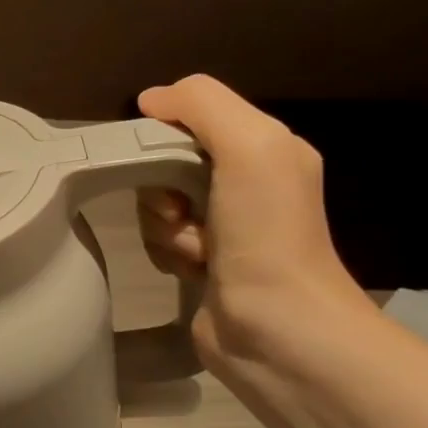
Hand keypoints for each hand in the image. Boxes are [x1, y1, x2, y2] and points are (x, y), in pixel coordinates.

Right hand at [135, 75, 371, 367]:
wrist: (278, 328)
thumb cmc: (267, 233)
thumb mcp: (250, 146)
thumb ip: (202, 105)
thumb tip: (149, 99)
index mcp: (266, 148)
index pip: (192, 118)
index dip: (165, 134)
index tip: (159, 159)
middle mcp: (245, 183)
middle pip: (166, 162)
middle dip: (161, 186)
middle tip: (179, 210)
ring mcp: (223, 227)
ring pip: (157, 203)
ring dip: (164, 225)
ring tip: (195, 249)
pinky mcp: (202, 263)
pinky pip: (159, 239)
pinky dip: (166, 252)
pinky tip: (192, 269)